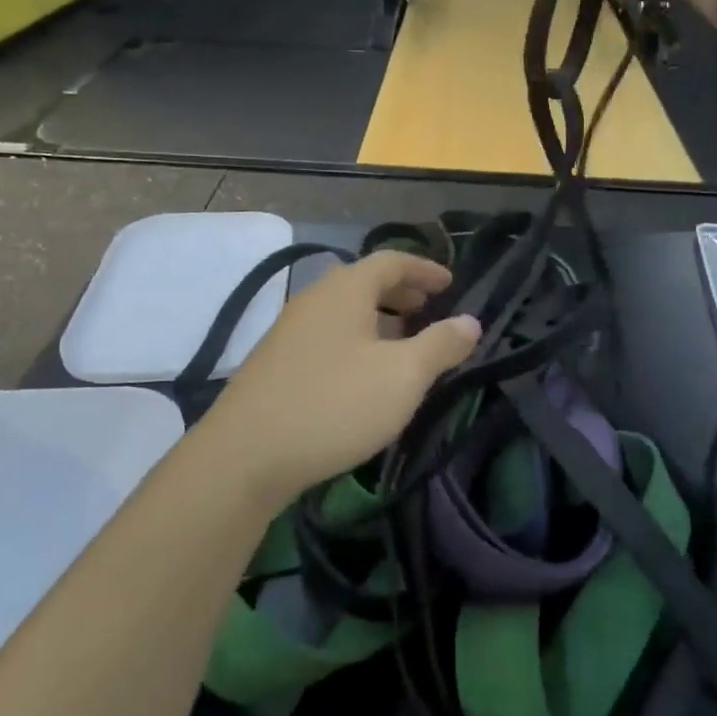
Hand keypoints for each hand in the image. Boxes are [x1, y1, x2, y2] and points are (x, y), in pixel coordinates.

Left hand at [196, 251, 480, 505]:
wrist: (246, 455)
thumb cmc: (335, 404)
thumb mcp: (402, 376)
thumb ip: (441, 345)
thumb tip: (470, 321)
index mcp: (346, 290)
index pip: (392, 261)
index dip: (425, 269)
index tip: (451, 283)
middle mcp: (315, 299)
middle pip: (364, 282)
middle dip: (402, 293)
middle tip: (429, 309)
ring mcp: (290, 330)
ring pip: (344, 311)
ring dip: (378, 319)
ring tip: (403, 343)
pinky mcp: (276, 362)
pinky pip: (327, 335)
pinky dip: (355, 340)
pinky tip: (363, 375)